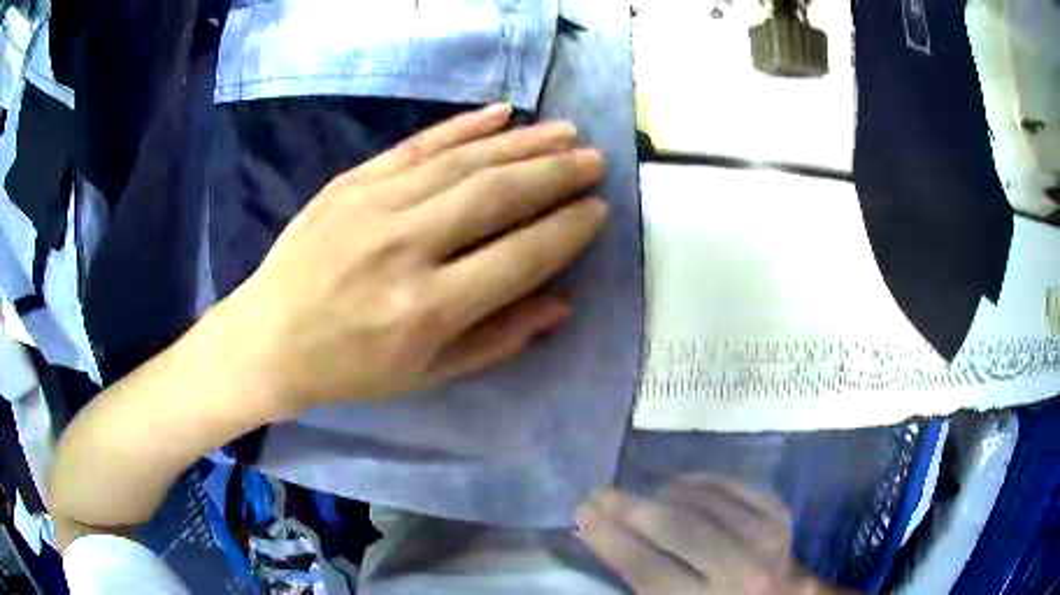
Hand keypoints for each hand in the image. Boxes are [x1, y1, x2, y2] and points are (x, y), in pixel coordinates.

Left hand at [220, 104, 606, 415]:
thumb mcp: (426, 375)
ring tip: (566, 132)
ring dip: (523, 143)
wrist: (267, 338)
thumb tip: (561, 303)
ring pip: (464, 161)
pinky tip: (502, 113)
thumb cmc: (348, 369)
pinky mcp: (351, 182)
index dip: (566, 230)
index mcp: (426, 309)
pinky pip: (417, 145)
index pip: (519, 256)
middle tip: (595, 160)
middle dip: (556, 174)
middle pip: (497, 195)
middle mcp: (405, 248)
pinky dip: (463, 126)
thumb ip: (497, 339)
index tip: (598, 210)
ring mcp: (373, 205)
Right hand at [576, 476, 839, 594]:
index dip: (610, 539)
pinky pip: (738, 487)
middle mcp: (742, 572)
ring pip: (707, 503)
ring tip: (635, 493)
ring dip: (663, 493)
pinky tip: (681, 483)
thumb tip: (603, 541)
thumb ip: (642, 585)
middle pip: (678, 529)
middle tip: (598, 493)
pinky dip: (705, 481)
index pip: (648, 568)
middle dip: (630, 508)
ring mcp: (767, 539)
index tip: (582, 514)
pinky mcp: (782, 517)